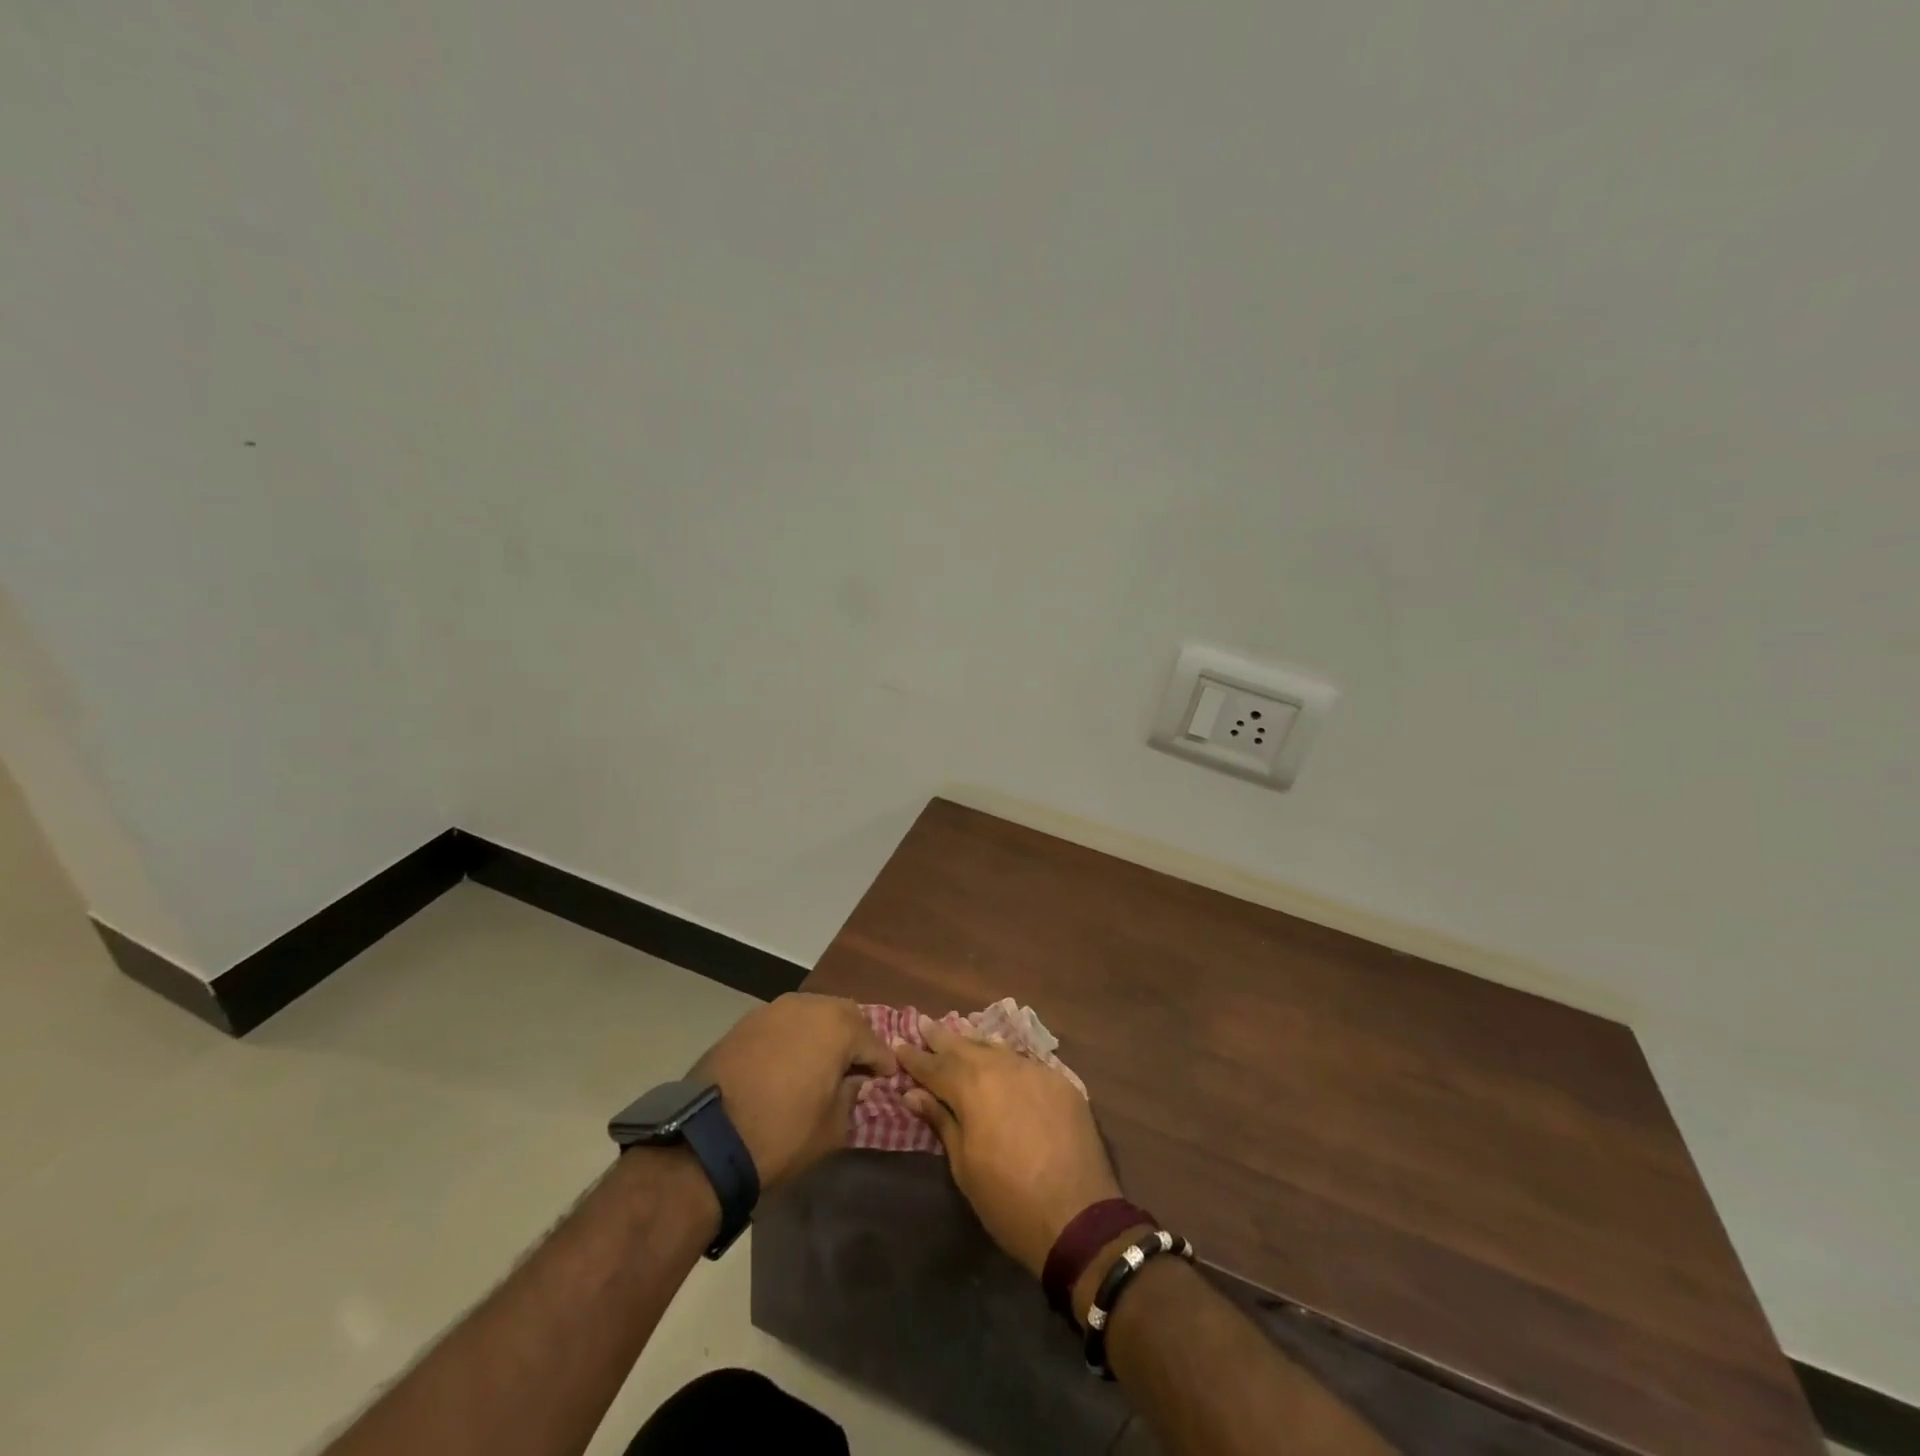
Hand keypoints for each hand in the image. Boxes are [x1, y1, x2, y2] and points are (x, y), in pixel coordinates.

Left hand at [689, 994, 895, 1189]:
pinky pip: (783, 1023)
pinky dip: (793, 1038)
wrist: (708, 1139)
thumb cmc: (783, 1134)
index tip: (888, 1078)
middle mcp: (807, 1005)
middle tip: (856, 1066)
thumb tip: (853, 1080)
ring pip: (811, 1013)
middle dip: (854, 1038)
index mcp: (836, 1026)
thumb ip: (851, 1095)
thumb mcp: (833, 1127)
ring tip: (821, 1062)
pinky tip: (790, 1061)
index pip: (872, 1041)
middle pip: (843, 1015)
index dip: (882, 1062)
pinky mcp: (745, 1022)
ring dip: (822, 1034)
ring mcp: (773, 1009)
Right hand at [894, 1015, 1120, 1276]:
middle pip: (966, 1047)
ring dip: (975, 1044)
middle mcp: (1003, 1068)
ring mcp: (1036, 1072)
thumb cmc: (1009, 1201)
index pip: (935, 1067)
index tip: (898, 1043)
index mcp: (973, 1088)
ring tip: (959, 1035)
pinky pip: (1026, 1063)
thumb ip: (942, 1122)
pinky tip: (1001, 1060)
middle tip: (924, 1022)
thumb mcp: (964, 1166)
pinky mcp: (1061, 1083)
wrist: (1078, 1217)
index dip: (915, 1057)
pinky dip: (1007, 1060)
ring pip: (998, 1050)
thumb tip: (914, 1094)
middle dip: (942, 1038)